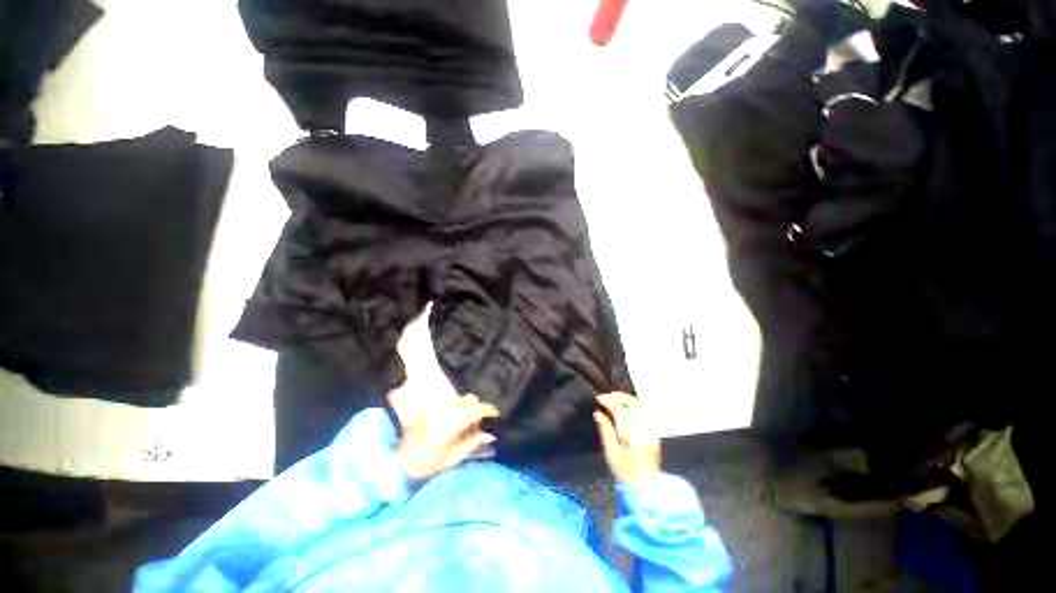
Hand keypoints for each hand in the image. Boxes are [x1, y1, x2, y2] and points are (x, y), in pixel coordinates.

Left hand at [397, 394, 499, 480]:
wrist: (398, 464)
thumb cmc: (426, 464)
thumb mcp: (452, 458)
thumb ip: (473, 444)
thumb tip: (490, 435)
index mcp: (452, 422)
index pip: (476, 410)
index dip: (489, 410)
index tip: (496, 414)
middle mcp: (446, 410)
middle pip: (470, 401)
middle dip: (478, 409)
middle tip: (479, 424)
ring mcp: (437, 408)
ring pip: (460, 401)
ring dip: (468, 409)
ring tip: (467, 425)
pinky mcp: (431, 409)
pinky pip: (451, 404)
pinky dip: (458, 409)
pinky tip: (455, 423)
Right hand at [594, 392, 660, 483]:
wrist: (646, 488)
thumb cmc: (625, 472)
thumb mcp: (611, 452)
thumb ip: (605, 429)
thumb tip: (598, 413)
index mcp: (631, 431)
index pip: (619, 408)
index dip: (608, 401)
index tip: (598, 398)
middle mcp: (643, 427)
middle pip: (632, 403)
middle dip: (618, 397)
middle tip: (606, 398)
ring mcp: (651, 429)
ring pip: (640, 406)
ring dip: (627, 400)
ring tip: (615, 401)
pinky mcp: (654, 432)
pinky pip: (645, 412)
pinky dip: (634, 406)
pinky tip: (626, 410)